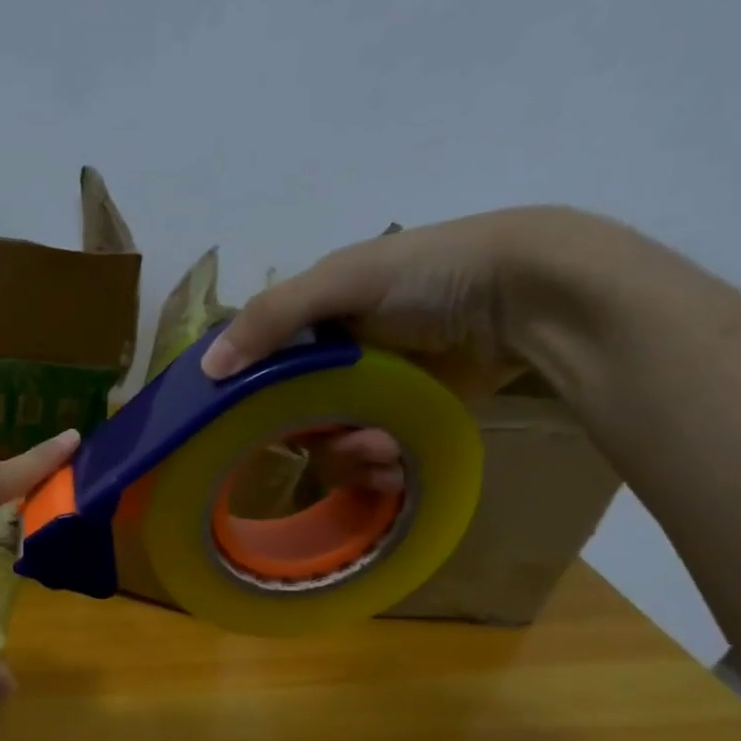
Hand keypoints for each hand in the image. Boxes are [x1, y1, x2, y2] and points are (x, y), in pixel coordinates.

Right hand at [201, 208, 607, 485]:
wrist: (532, 294)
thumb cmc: (430, 275)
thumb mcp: (343, 280)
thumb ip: (270, 319)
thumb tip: (207, 371)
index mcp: (313, 320)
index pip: (259, 367)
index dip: (246, 396)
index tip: (243, 425)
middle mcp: (335, 359)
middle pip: (290, 417)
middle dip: (307, 436)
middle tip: (328, 441)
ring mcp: (372, 392)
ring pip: (329, 444)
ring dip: (347, 459)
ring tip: (379, 454)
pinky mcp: (407, 419)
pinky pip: (372, 457)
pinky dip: (380, 465)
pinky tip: (397, 462)